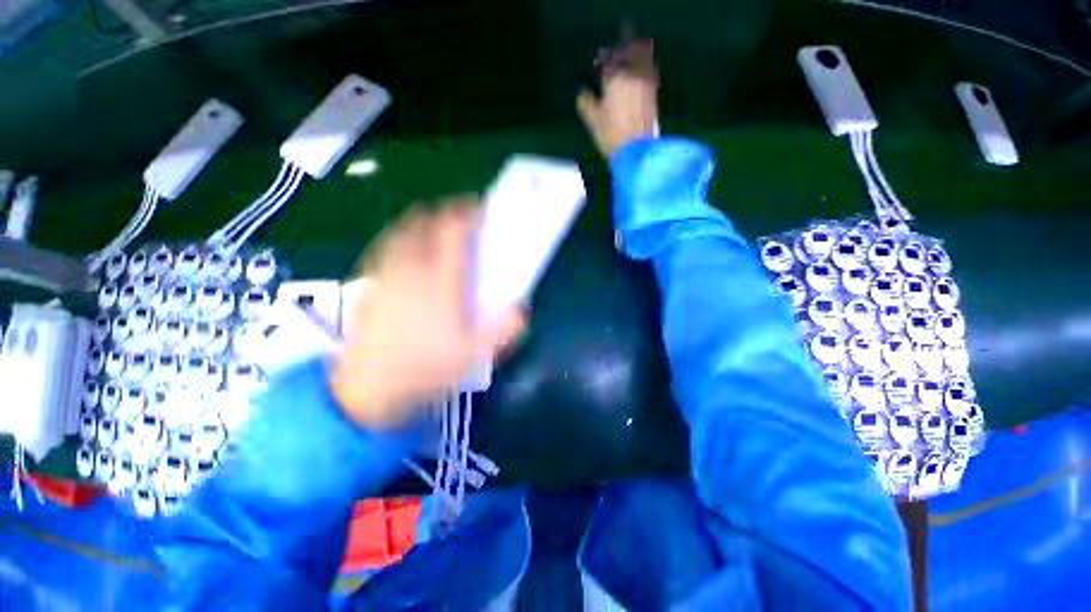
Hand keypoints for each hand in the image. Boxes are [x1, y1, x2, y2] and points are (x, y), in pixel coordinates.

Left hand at [332, 197, 526, 429]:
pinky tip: (408, 255)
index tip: (480, 210)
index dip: (468, 213)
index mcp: (440, 281)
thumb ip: (504, 330)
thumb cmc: (424, 370)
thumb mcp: (474, 355)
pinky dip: (401, 239)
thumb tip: (523, 308)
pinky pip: (385, 246)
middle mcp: (410, 268)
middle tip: (461, 221)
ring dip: (422, 222)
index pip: (453, 231)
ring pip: (401, 230)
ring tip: (436, 232)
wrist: (366, 389)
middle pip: (424, 220)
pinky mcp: (368, 283)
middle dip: (444, 212)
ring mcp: (384, 273)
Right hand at [577, 38, 659, 157]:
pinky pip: (649, 68)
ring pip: (643, 55)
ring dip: (636, 51)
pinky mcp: (654, 91)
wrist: (637, 150)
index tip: (598, 64)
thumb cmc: (612, 136)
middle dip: (622, 46)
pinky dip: (644, 65)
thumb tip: (582, 93)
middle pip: (629, 49)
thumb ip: (586, 103)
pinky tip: (639, 71)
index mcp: (614, 78)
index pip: (607, 59)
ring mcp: (646, 81)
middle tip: (616, 53)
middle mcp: (632, 73)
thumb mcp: (593, 121)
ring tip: (629, 56)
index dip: (602, 59)